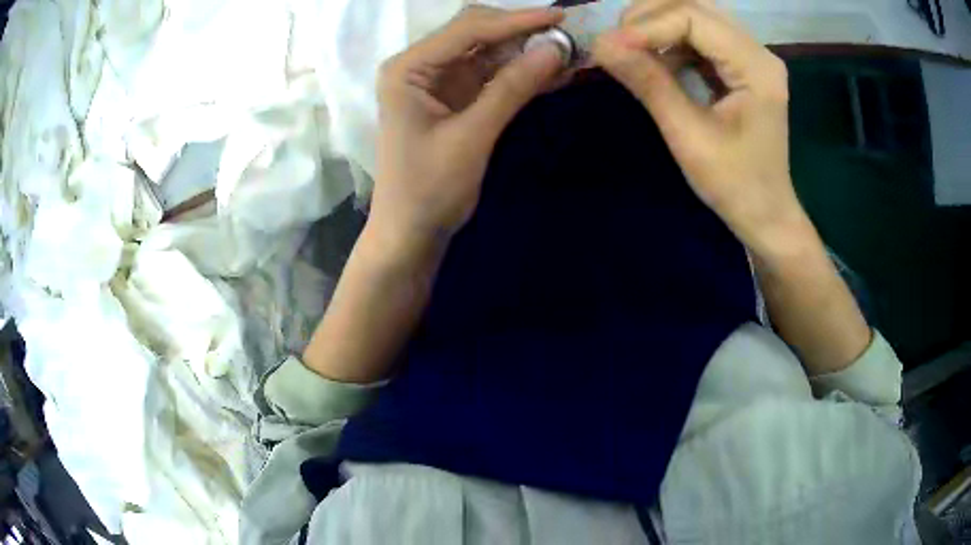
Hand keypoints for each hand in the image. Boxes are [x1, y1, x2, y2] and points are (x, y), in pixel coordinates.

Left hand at [370, 6, 565, 254]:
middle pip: (477, 33)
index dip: (516, 20)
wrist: (411, 232)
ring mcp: (439, 82)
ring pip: (489, 54)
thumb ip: (512, 88)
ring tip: (569, 54)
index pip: (468, 29)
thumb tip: (555, 49)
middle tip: (568, 37)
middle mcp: (421, 66)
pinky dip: (521, 76)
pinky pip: (493, 77)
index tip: (561, 16)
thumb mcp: (472, 136)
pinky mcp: (456, 99)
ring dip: (527, 53)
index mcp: (409, 68)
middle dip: (522, 33)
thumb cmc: (429, 189)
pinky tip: (553, 74)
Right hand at [593, 0, 804, 255]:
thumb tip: (601, 44)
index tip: (610, 48)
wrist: (765, 213)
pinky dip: (669, 41)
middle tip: (617, 43)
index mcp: (756, 67)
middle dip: (649, 17)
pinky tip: (654, 59)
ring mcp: (750, 56)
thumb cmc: (734, 184)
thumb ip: (649, 83)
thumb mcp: (689, 136)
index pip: (695, 18)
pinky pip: (699, 36)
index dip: (648, 26)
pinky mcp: (740, 65)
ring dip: (657, 25)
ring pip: (695, 15)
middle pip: (695, 6)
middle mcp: (757, 51)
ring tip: (630, 49)